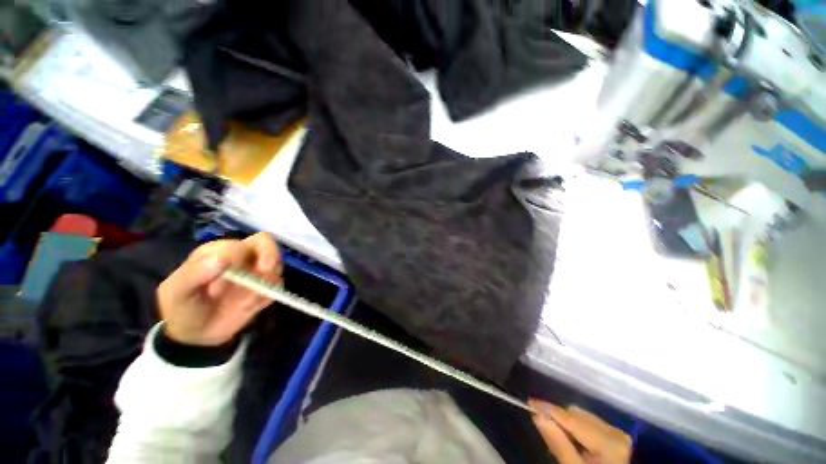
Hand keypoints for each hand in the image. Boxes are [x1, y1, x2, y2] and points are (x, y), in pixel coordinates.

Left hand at [157, 232, 282, 345]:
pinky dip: (268, 296)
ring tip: (247, 301)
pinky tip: (250, 307)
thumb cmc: (181, 309)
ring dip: (267, 281)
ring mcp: (256, 272)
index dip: (238, 259)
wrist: (195, 336)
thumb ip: (193, 274)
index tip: (225, 281)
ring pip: (277, 265)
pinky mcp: (266, 288)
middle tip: (266, 272)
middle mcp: (242, 257)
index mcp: (219, 251)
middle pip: (266, 243)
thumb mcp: (176, 293)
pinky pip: (277, 286)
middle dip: (270, 256)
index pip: (239, 244)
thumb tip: (221, 259)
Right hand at [531, 399, 631, 463]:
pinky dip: (576, 427)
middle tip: (542, 424)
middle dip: (558, 418)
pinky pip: (589, 421)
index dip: (548, 409)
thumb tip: (537, 414)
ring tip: (559, 435)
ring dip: (566, 422)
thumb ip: (557, 442)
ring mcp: (617, 432)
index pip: (571, 418)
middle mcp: (615, 431)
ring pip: (581, 415)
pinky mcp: (616, 435)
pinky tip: (572, 438)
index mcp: (608, 442)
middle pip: (576, 414)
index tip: (529, 402)